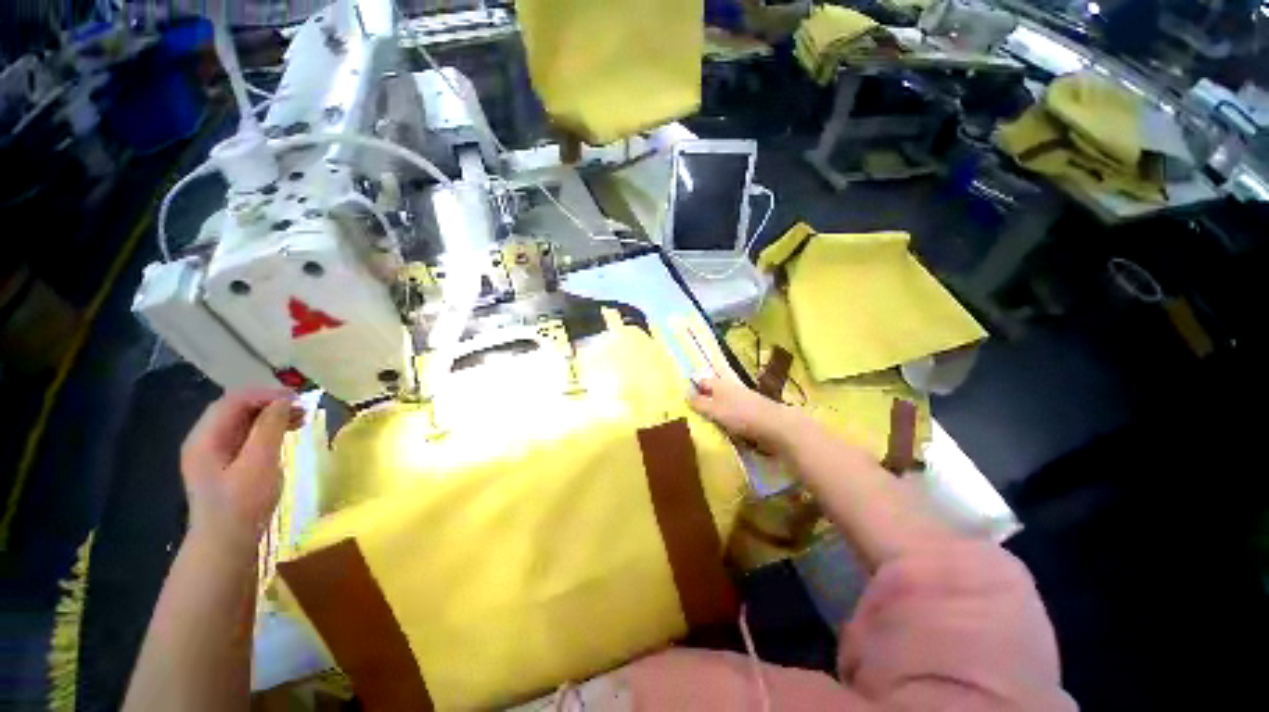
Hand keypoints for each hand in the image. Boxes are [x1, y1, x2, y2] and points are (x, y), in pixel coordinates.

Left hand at [180, 389, 302, 554]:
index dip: (267, 394)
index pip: (234, 401)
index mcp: (205, 437)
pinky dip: (266, 430)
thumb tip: (284, 401)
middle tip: (303, 409)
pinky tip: (284, 435)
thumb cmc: (242, 504)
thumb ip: (269, 428)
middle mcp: (204, 440)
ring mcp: (211, 453)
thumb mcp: (259, 464)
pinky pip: (244, 436)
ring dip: (270, 416)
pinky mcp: (223, 464)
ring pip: (241, 421)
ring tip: (300, 420)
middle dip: (270, 403)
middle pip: (236, 408)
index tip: (299, 399)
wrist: (225, 544)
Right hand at [688, 377, 801, 454]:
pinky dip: (726, 420)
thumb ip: (700, 403)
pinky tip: (723, 430)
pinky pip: (733, 414)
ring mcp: (742, 400)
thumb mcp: (715, 410)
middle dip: (703, 400)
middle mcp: (730, 388)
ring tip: (704, 425)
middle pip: (712, 392)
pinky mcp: (751, 412)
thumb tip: (685, 394)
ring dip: (715, 412)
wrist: (776, 426)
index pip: (702, 382)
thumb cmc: (741, 415)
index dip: (692, 388)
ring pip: (723, 403)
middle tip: (690, 414)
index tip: (682, 400)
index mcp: (719, 384)